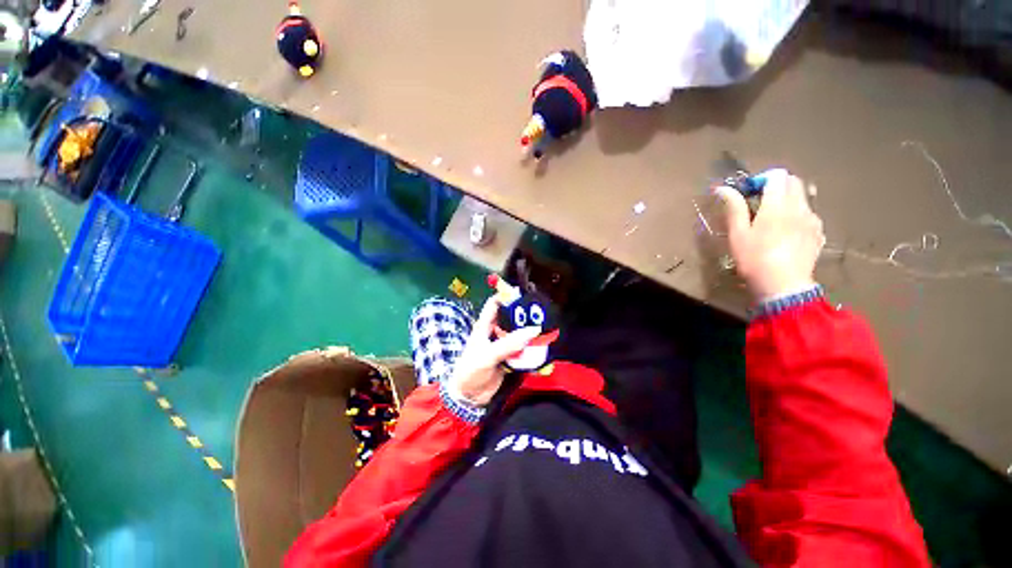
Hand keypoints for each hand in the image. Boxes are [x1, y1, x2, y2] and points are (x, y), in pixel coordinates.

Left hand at [446, 297, 540, 406]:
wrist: (468, 398)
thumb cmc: (471, 371)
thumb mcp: (488, 355)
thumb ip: (509, 344)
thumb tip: (532, 331)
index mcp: (484, 326)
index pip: (495, 304)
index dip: (506, 296)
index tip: (524, 293)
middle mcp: (494, 333)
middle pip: (511, 319)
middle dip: (524, 315)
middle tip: (542, 313)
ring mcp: (503, 346)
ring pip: (518, 335)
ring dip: (529, 333)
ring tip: (546, 328)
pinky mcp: (509, 359)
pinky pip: (522, 351)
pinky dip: (530, 349)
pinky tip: (541, 347)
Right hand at [715, 169, 824, 301]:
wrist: (784, 286)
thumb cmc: (755, 259)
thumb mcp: (738, 234)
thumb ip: (734, 208)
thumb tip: (723, 188)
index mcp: (778, 205)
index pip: (777, 175)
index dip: (761, 179)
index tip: (748, 193)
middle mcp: (800, 207)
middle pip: (793, 182)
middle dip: (776, 186)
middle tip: (758, 203)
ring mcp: (812, 220)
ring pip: (803, 197)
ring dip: (787, 200)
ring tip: (772, 220)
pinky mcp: (818, 234)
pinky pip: (809, 214)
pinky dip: (797, 215)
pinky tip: (786, 232)